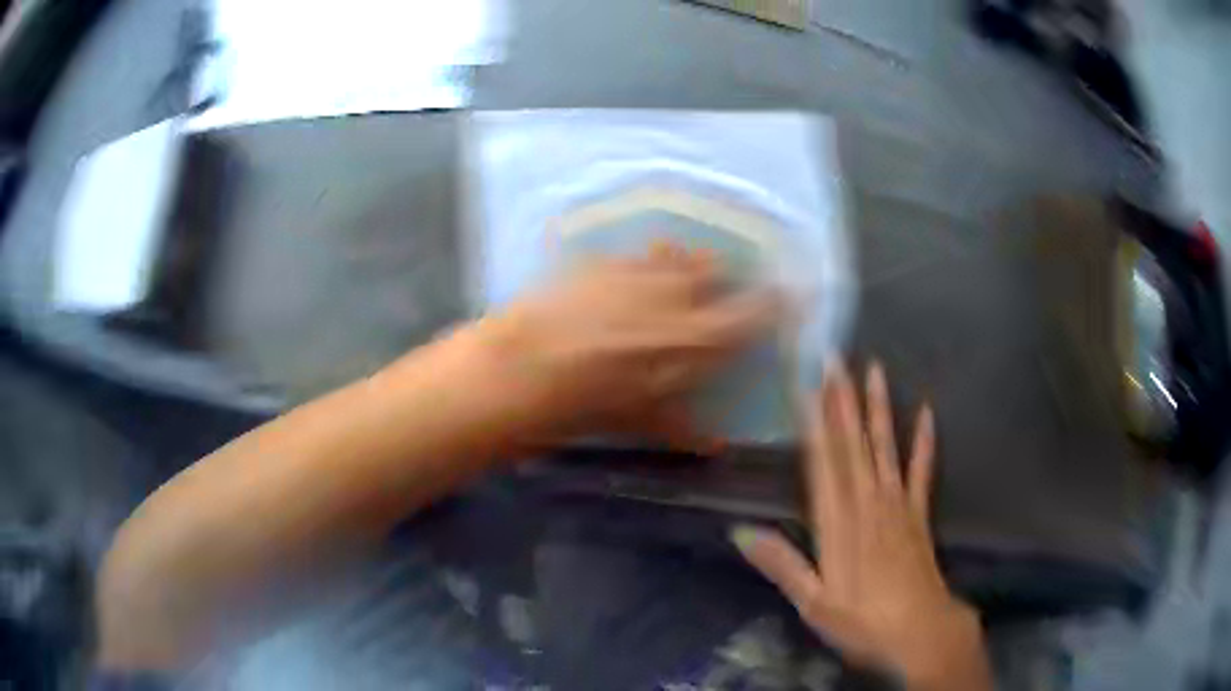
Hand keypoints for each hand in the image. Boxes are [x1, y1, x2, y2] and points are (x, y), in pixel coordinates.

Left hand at [477, 242, 778, 450]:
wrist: (517, 370)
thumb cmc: (584, 405)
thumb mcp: (639, 422)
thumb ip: (685, 429)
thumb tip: (716, 447)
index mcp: (694, 339)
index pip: (753, 312)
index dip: (777, 301)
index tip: (791, 291)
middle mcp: (674, 296)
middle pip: (717, 272)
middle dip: (726, 277)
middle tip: (724, 286)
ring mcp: (636, 272)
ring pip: (680, 256)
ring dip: (689, 263)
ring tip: (687, 270)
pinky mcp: (601, 261)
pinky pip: (638, 252)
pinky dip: (648, 258)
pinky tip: (639, 268)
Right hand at [732, 362, 991, 689]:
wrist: (920, 633)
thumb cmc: (863, 621)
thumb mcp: (813, 603)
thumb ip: (781, 564)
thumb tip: (739, 531)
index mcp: (838, 523)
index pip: (823, 461)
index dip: (814, 420)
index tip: (806, 383)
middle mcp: (868, 503)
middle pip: (853, 444)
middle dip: (843, 399)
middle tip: (836, 357)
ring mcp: (898, 506)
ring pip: (885, 447)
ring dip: (878, 408)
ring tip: (874, 369)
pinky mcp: (919, 515)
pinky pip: (922, 471)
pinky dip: (924, 442)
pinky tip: (927, 413)